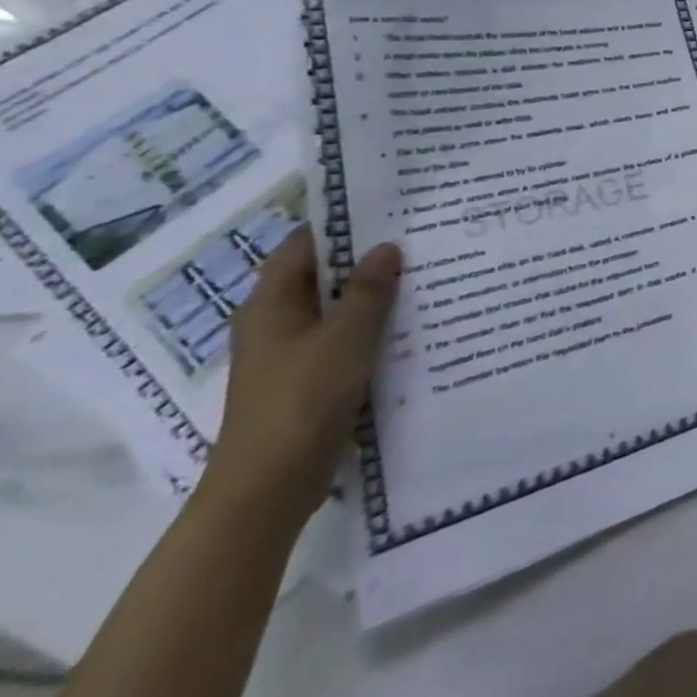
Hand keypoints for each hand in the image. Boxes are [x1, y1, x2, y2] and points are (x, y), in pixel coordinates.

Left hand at [201, 227, 400, 525]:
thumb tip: (386, 247)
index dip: (342, 224)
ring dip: (374, 296)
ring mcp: (289, 354)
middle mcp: (275, 323)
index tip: (391, 210)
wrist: (269, 487)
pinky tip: (411, 327)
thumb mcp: (345, 338)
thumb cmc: (302, 400)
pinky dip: (372, 328)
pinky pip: (343, 340)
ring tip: (427, 277)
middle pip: (322, 276)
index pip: (304, 245)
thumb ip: (369, 290)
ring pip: (336, 310)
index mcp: (270, 304)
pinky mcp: (307, 380)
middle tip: (421, 240)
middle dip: (367, 259)